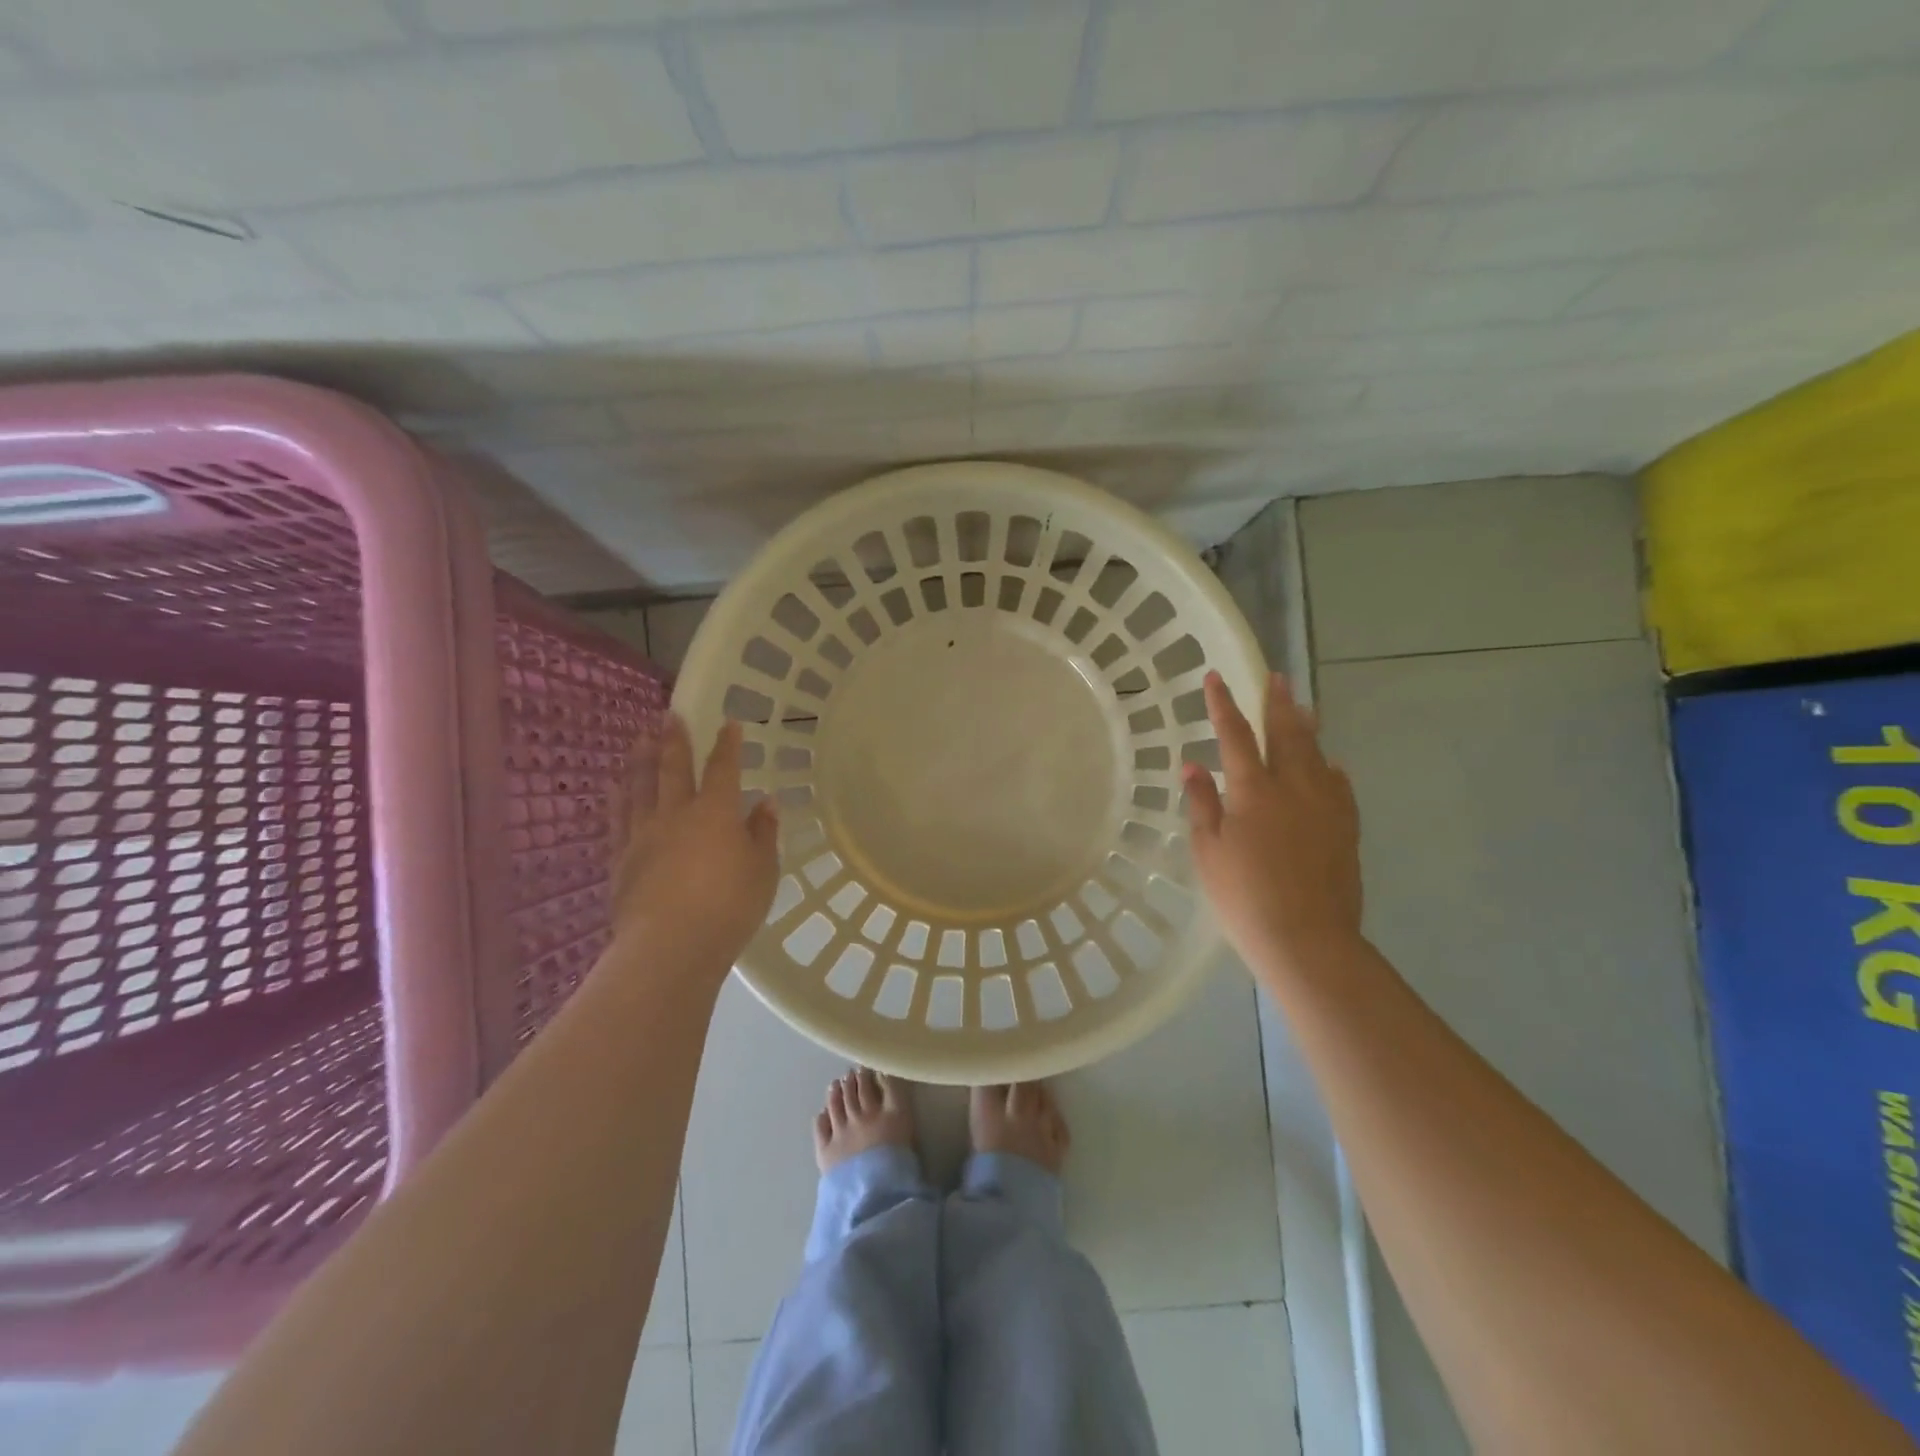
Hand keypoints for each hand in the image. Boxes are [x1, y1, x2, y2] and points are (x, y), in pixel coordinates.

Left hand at [609, 715, 780, 977]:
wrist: (669, 947)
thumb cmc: (729, 907)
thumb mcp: (763, 871)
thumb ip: (763, 834)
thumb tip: (764, 803)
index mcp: (716, 813)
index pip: (724, 769)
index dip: (728, 745)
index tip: (730, 723)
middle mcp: (676, 814)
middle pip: (673, 769)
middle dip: (674, 740)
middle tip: (669, 714)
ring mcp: (643, 835)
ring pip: (639, 787)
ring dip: (640, 759)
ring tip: (639, 739)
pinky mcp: (621, 859)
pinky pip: (618, 818)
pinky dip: (618, 797)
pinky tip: (615, 787)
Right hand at [1182, 672, 1363, 978]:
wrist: (1307, 938)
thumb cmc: (1244, 896)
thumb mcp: (1209, 851)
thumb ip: (1202, 804)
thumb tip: (1193, 765)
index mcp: (1253, 790)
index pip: (1234, 735)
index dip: (1223, 704)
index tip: (1216, 677)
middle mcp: (1293, 787)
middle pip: (1286, 733)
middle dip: (1277, 702)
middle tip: (1276, 677)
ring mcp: (1326, 805)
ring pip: (1317, 753)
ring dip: (1306, 727)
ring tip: (1302, 707)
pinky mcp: (1347, 827)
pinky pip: (1340, 785)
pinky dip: (1329, 768)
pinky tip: (1330, 766)